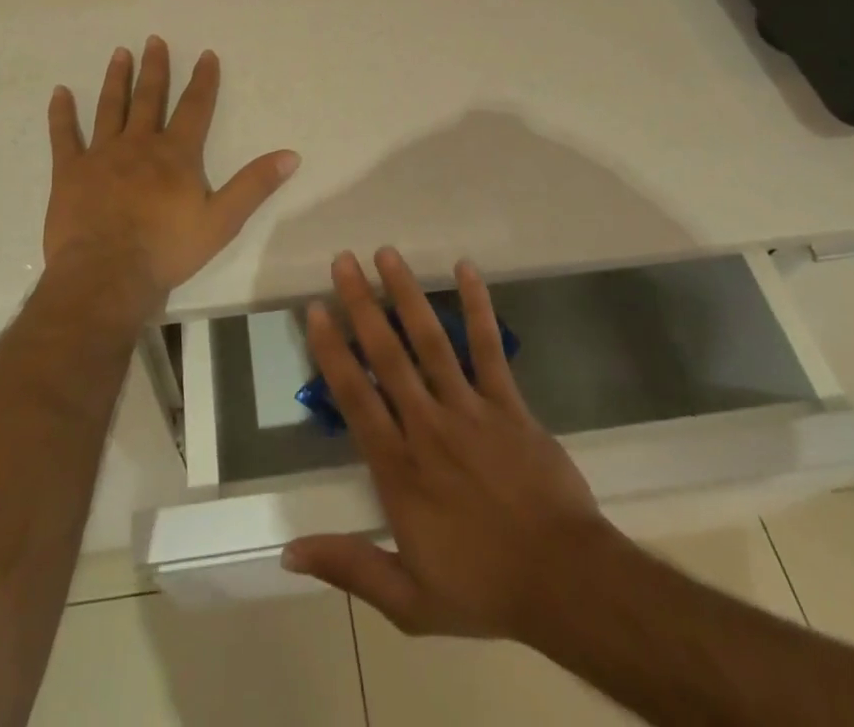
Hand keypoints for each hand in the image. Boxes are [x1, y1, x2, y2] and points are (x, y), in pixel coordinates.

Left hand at [45, 37, 299, 307]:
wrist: (107, 274)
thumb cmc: (167, 249)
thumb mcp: (222, 221)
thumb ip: (254, 185)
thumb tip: (290, 155)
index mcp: (175, 154)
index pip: (194, 108)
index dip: (203, 80)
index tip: (205, 54)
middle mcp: (139, 144)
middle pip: (149, 98)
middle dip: (155, 68)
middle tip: (153, 40)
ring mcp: (101, 155)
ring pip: (110, 108)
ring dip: (116, 79)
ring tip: (120, 53)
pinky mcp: (70, 171)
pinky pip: (64, 136)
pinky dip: (61, 113)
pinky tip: (59, 92)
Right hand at [282, 248, 627, 641]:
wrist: (566, 583)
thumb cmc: (483, 589)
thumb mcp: (408, 601)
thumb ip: (348, 567)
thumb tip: (287, 552)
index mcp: (400, 468)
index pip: (355, 397)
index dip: (332, 350)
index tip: (316, 309)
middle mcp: (428, 426)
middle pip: (387, 355)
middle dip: (362, 304)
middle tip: (342, 261)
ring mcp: (470, 409)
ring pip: (431, 342)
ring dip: (408, 294)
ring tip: (386, 254)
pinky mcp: (508, 404)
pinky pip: (489, 348)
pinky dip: (478, 307)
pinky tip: (466, 269)